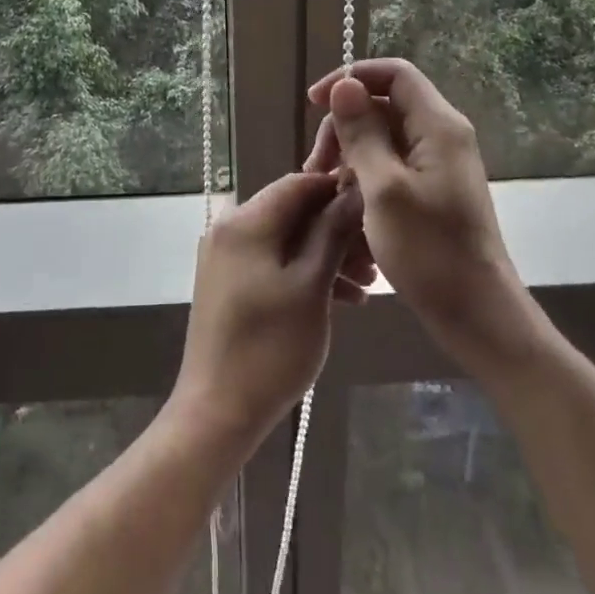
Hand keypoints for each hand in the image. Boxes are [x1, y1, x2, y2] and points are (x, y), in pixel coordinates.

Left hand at [168, 172, 373, 448]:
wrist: (217, 411)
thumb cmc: (270, 347)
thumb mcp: (311, 286)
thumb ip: (332, 232)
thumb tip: (354, 189)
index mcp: (245, 221)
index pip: (299, 182)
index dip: (339, 190)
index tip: (376, 210)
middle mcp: (230, 228)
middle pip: (293, 211)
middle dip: (337, 230)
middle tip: (376, 261)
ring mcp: (226, 256)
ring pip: (286, 239)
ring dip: (327, 255)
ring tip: (367, 285)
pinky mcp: (229, 281)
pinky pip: (273, 261)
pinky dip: (305, 272)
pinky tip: (344, 299)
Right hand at [306, 59, 542, 375]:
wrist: (476, 314)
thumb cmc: (429, 252)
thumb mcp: (384, 190)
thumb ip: (362, 133)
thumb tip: (344, 84)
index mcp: (438, 126)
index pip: (393, 73)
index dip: (351, 77)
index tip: (314, 103)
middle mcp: (441, 136)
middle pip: (383, 104)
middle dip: (343, 125)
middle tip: (316, 166)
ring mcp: (438, 164)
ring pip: (383, 136)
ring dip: (349, 154)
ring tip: (325, 189)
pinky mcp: (432, 189)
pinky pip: (391, 164)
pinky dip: (363, 174)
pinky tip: (345, 202)